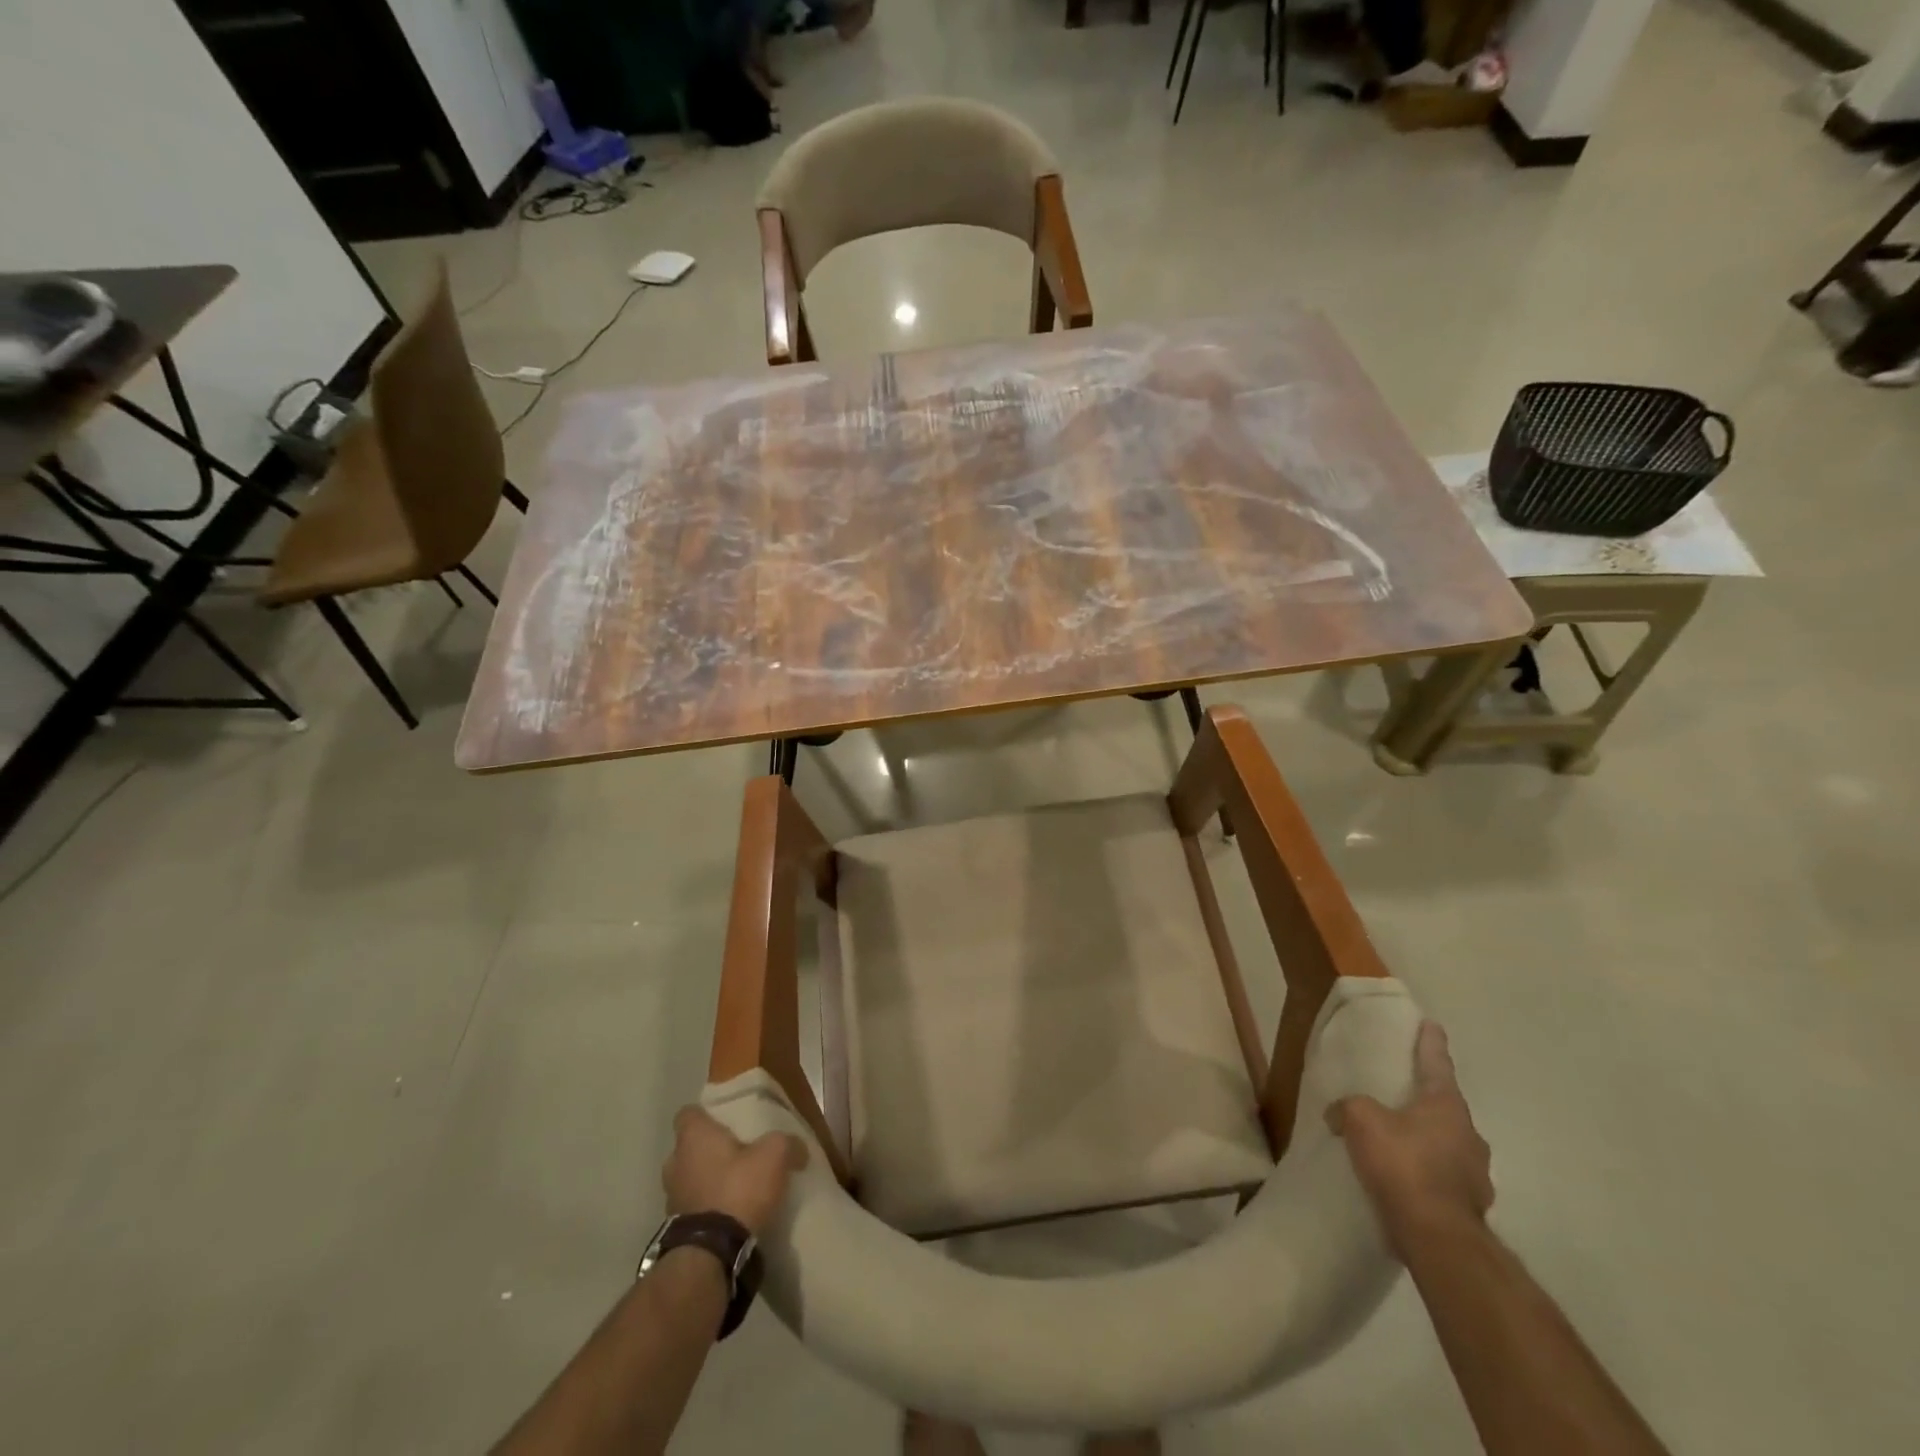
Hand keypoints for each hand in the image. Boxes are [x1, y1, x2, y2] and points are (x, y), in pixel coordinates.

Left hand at [663, 1106, 806, 1235]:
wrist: (711, 1254)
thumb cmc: (738, 1189)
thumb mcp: (774, 1156)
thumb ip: (787, 1143)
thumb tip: (798, 1148)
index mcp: (694, 1137)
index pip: (687, 1113)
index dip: (705, 1114)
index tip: (725, 1119)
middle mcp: (675, 1163)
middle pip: (688, 1147)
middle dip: (708, 1150)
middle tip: (736, 1153)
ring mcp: (672, 1198)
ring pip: (689, 1178)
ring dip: (707, 1181)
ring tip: (735, 1186)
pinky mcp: (676, 1229)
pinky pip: (693, 1207)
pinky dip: (708, 1207)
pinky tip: (731, 1213)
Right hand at [1326, 1021, 1493, 1257]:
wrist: (1437, 1236)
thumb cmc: (1402, 1163)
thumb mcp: (1360, 1119)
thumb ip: (1348, 1107)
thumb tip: (1338, 1114)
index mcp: (1447, 1107)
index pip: (1437, 1065)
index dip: (1431, 1044)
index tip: (1432, 1025)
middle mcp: (1469, 1136)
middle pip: (1446, 1108)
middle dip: (1428, 1101)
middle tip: (1406, 1096)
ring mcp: (1476, 1175)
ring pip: (1449, 1147)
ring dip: (1428, 1142)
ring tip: (1400, 1145)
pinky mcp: (1469, 1208)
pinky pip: (1444, 1179)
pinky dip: (1427, 1175)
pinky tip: (1405, 1183)